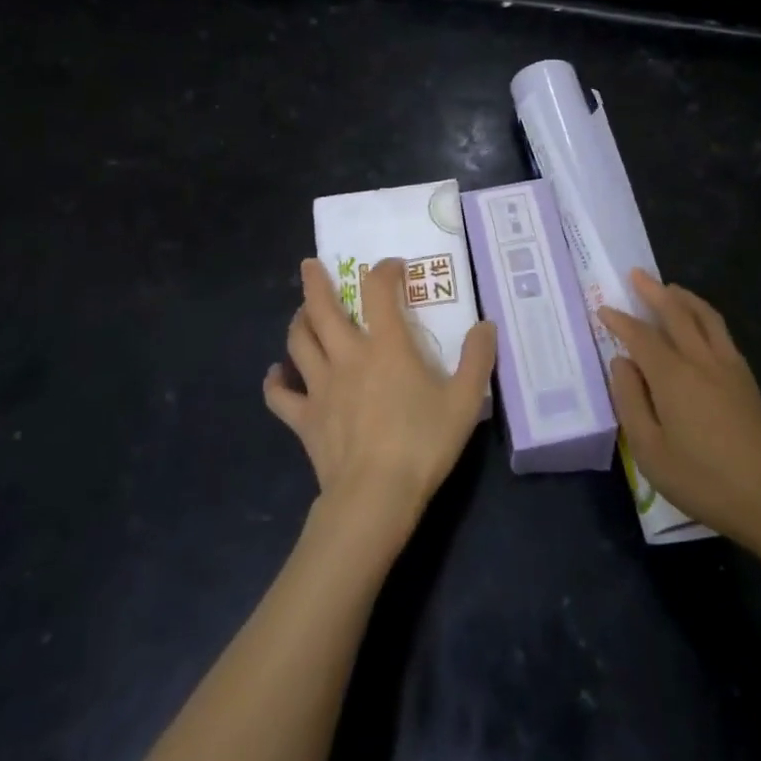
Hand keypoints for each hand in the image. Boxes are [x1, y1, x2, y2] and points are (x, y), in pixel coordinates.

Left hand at [265, 257, 495, 548]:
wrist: (376, 495)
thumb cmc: (423, 443)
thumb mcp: (464, 400)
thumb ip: (477, 359)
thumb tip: (486, 326)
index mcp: (387, 346)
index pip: (379, 291)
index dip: (384, 271)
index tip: (391, 266)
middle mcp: (348, 356)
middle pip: (322, 309)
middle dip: (315, 282)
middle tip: (310, 265)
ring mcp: (321, 387)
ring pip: (299, 343)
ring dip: (298, 321)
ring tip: (301, 312)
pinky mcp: (305, 419)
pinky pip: (280, 395)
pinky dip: (274, 382)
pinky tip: (274, 374)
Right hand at [599, 271, 760, 570]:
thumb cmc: (704, 481)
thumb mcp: (651, 451)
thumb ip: (631, 402)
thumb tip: (622, 363)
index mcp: (674, 377)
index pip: (641, 336)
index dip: (620, 320)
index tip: (604, 308)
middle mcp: (702, 361)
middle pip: (677, 314)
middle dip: (654, 292)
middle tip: (637, 274)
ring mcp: (730, 368)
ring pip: (706, 317)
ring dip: (684, 298)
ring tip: (669, 288)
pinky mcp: (748, 380)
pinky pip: (721, 332)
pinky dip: (705, 316)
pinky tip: (700, 323)